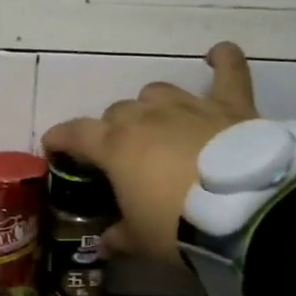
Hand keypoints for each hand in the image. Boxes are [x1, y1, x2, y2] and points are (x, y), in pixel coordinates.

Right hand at [40, 42, 258, 265]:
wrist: (243, 212)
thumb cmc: (176, 226)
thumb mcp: (140, 241)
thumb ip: (118, 237)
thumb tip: (104, 243)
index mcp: (116, 147)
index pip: (75, 133)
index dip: (60, 138)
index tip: (52, 147)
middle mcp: (146, 117)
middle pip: (118, 111)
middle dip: (113, 130)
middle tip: (120, 156)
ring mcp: (188, 106)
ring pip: (157, 92)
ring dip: (151, 105)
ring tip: (156, 123)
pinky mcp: (230, 106)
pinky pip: (229, 72)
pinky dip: (224, 60)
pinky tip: (218, 53)